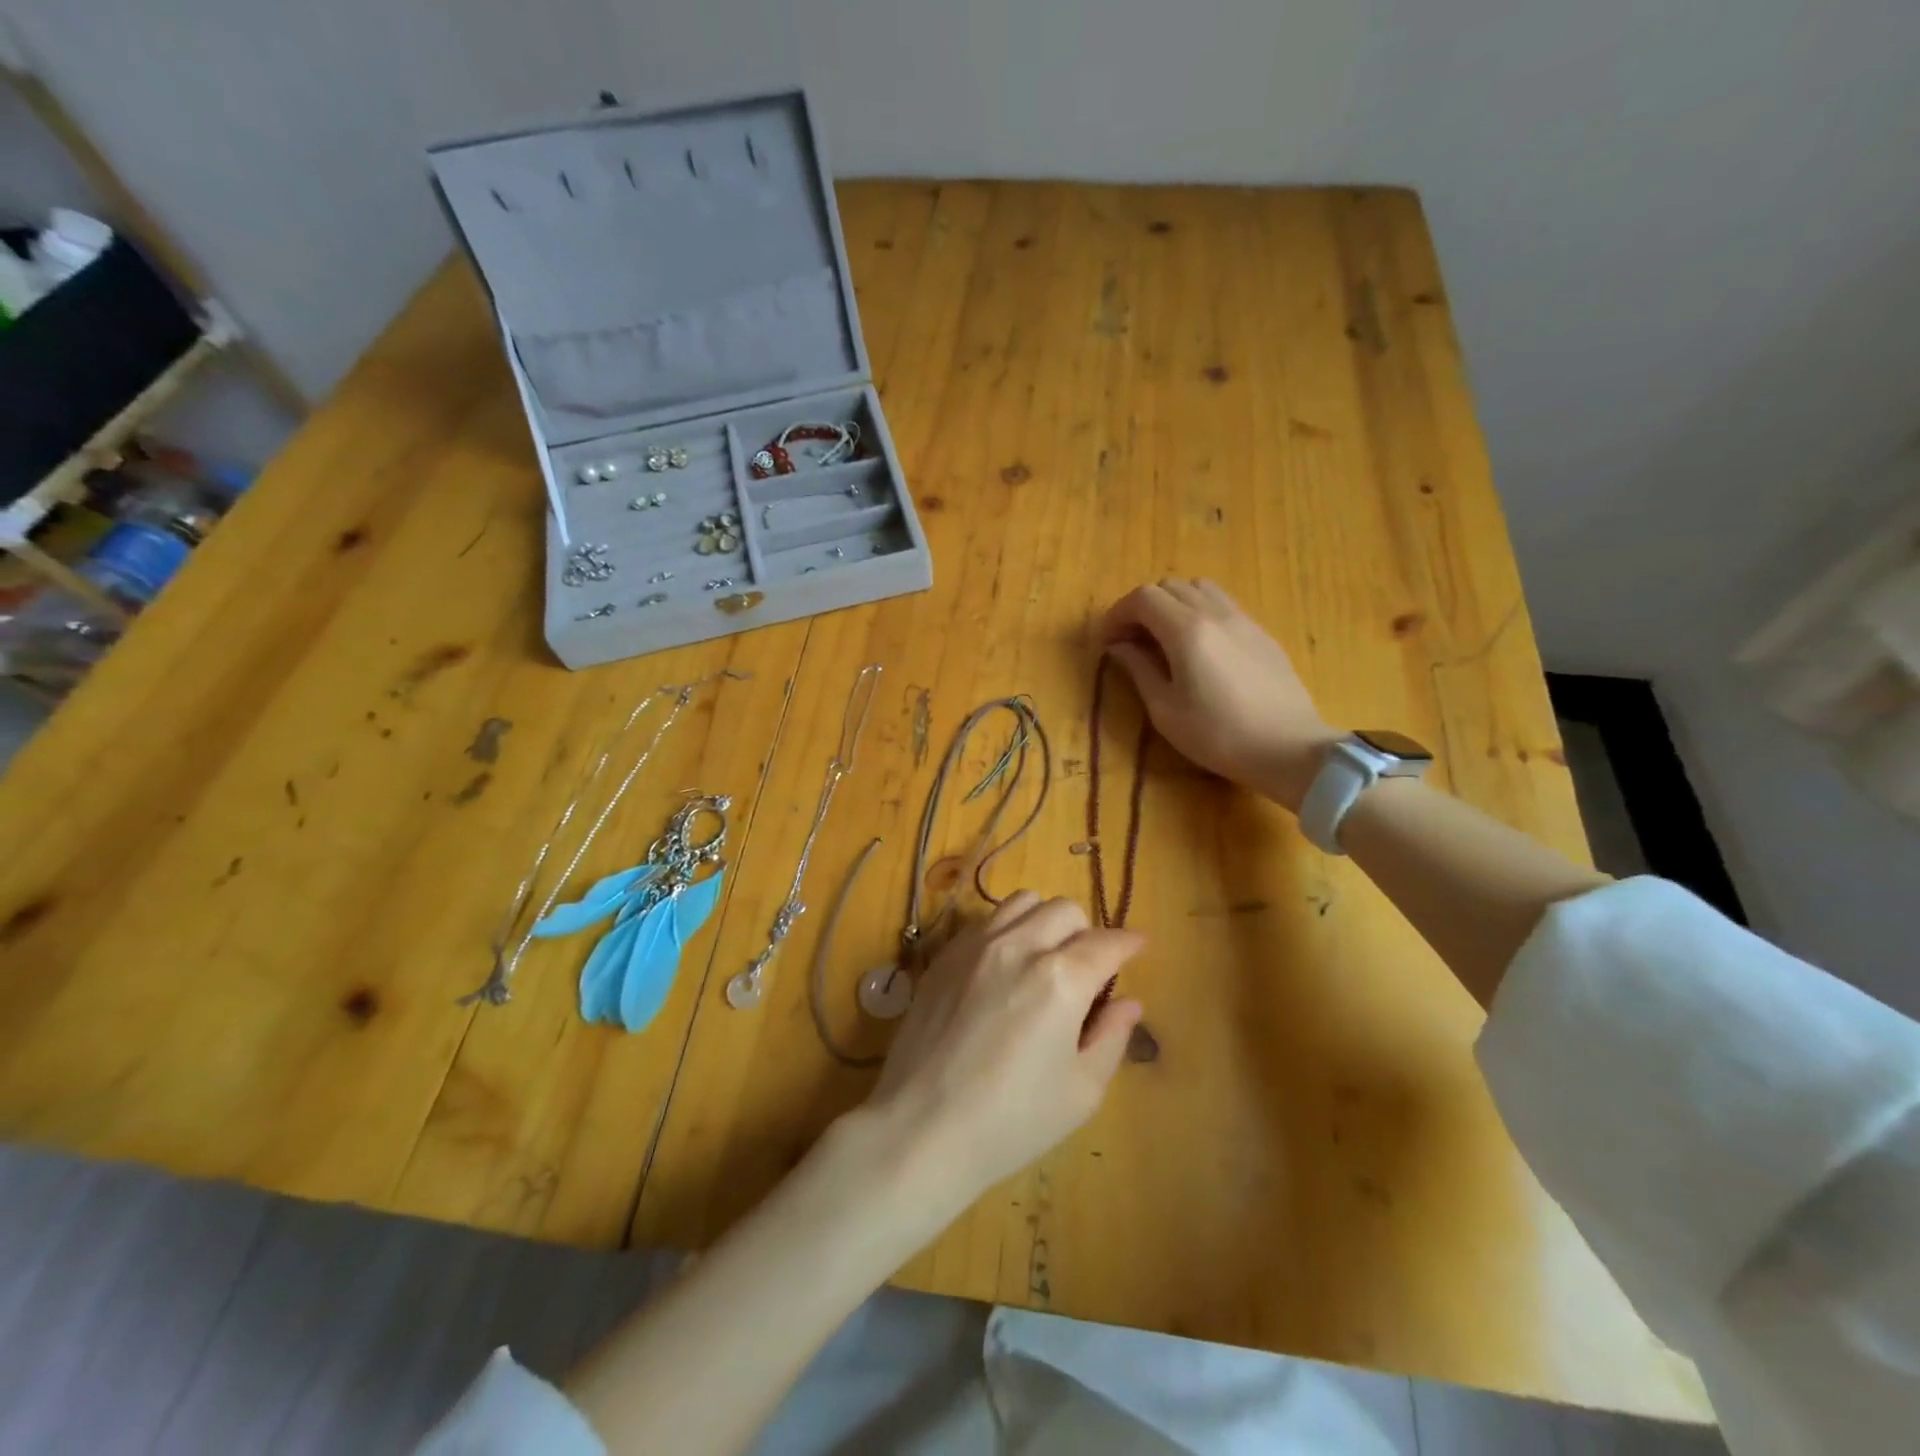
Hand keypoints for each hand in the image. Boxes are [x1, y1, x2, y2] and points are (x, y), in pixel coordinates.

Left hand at [864, 893, 1143, 1210]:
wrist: (922, 1128)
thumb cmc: (1011, 1120)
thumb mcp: (1081, 1092)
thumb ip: (1111, 1038)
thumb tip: (1128, 1002)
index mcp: (1061, 979)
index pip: (1106, 942)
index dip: (1129, 943)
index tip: (1138, 947)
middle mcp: (1020, 946)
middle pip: (1065, 910)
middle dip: (1087, 931)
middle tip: (1088, 967)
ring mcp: (976, 945)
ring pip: (1022, 902)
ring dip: (1045, 921)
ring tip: (1045, 956)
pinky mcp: (944, 955)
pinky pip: (986, 921)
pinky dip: (1008, 929)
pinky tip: (1005, 966)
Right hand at [1101, 578, 1340, 812]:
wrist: (1288, 748)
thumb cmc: (1218, 735)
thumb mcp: (1165, 710)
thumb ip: (1139, 669)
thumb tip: (1118, 646)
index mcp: (1186, 631)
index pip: (1142, 598)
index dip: (1117, 614)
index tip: (1108, 641)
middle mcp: (1214, 613)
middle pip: (1169, 586)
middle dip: (1142, 608)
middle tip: (1132, 641)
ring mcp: (1243, 619)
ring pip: (1199, 588)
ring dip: (1173, 605)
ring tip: (1165, 639)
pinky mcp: (1261, 632)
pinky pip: (1223, 604)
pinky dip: (1199, 612)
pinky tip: (1200, 648)